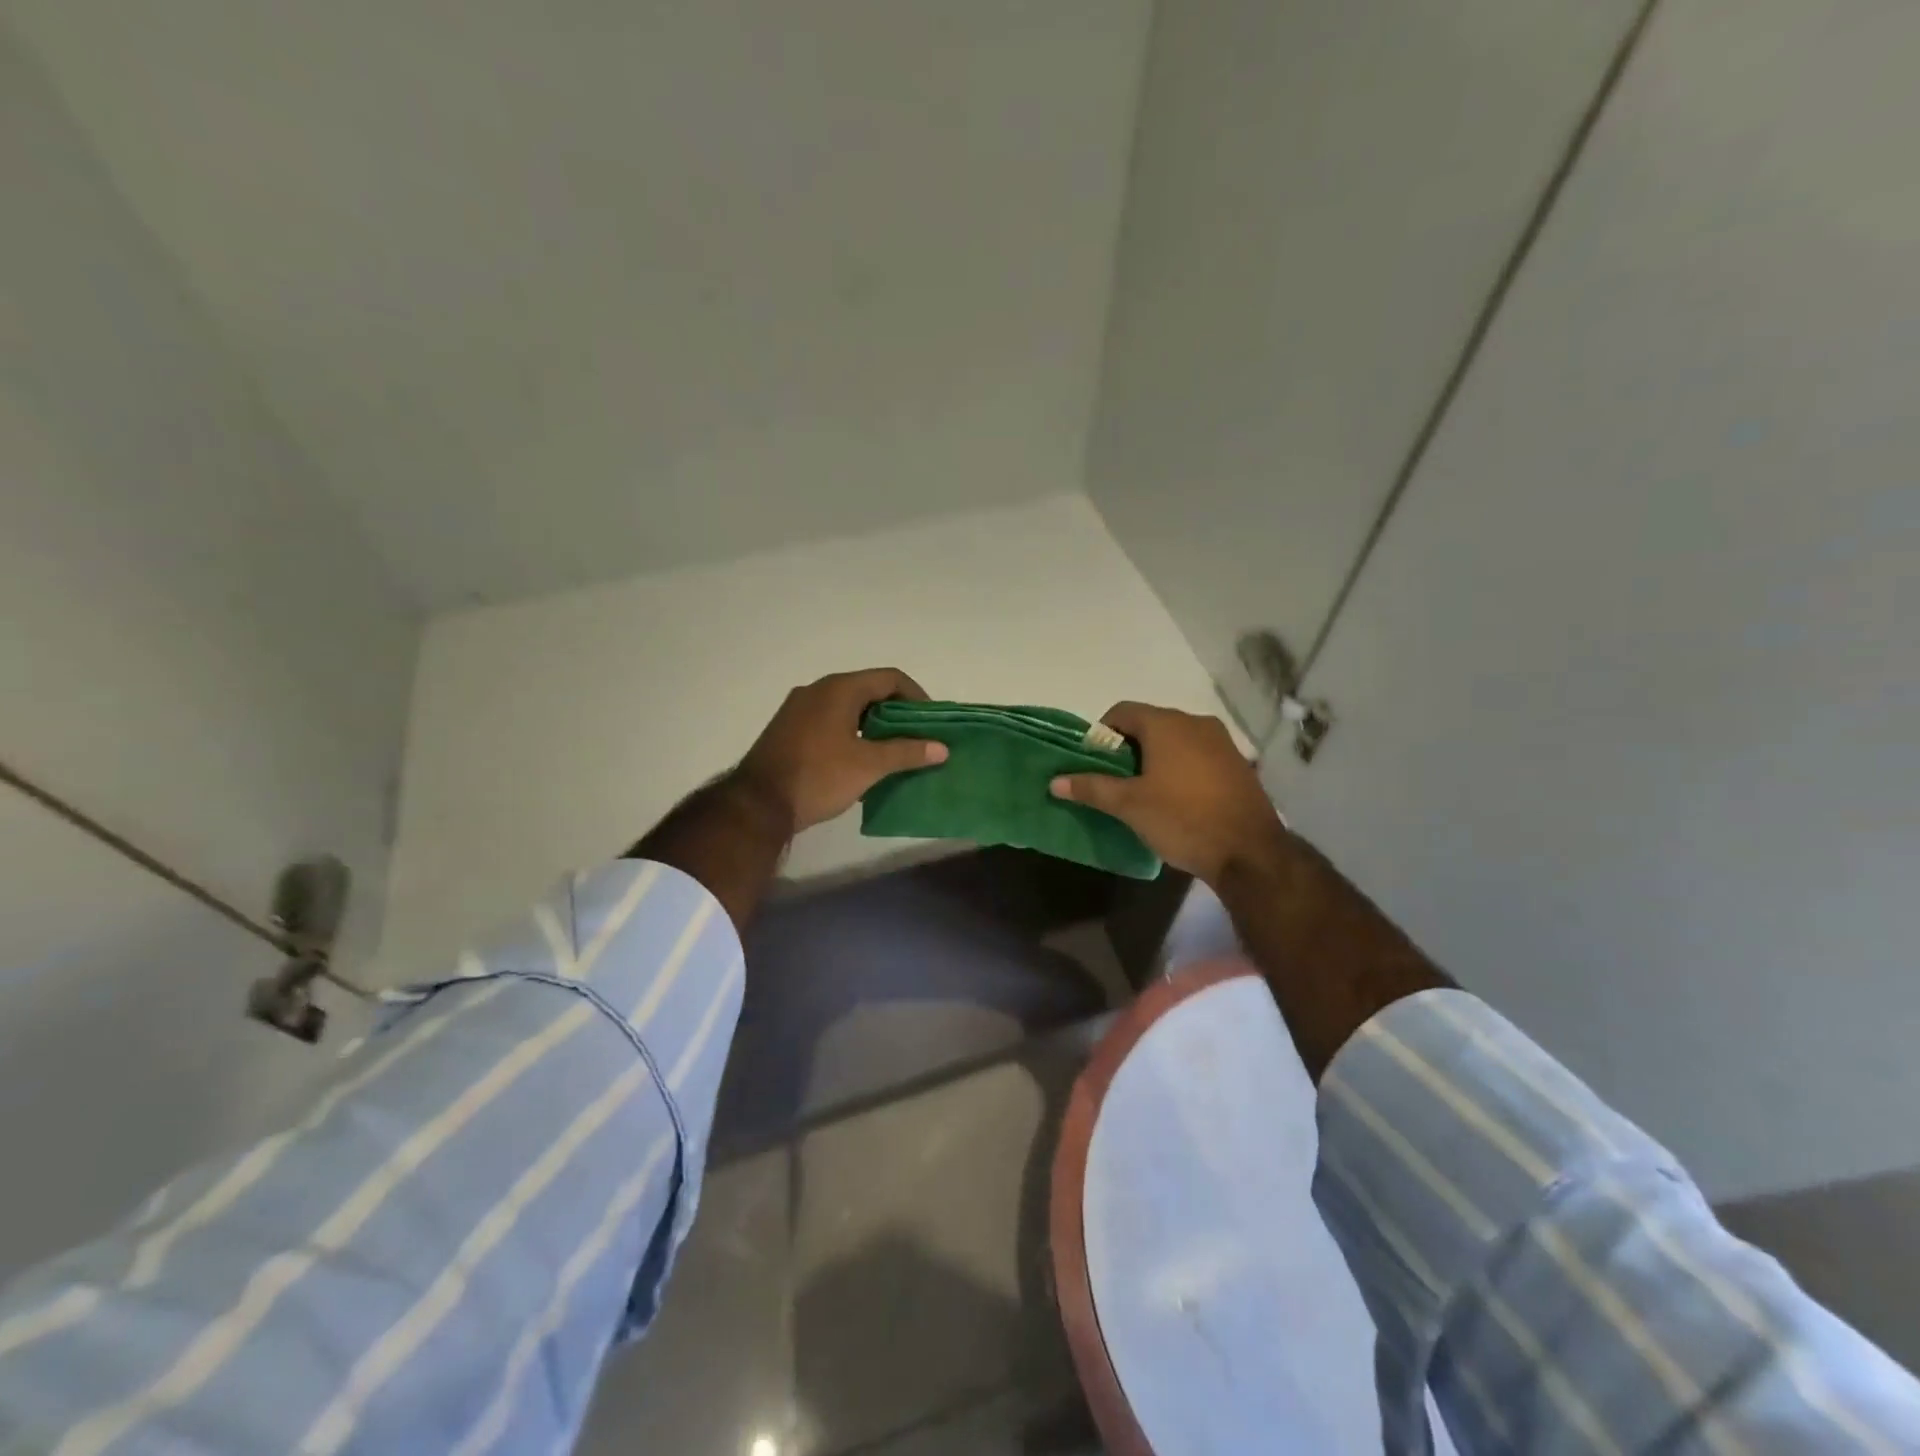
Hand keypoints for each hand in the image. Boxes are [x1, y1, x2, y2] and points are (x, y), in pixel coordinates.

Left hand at [735, 668, 947, 833]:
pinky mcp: (788, 729)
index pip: (890, 678)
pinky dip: (851, 733)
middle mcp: (817, 690)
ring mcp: (798, 709)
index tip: (931, 722)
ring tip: (892, 751)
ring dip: (873, 725)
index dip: (917, 696)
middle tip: (916, 738)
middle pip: (869, 690)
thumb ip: (907, 752)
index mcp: (839, 689)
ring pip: (848, 707)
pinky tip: (859, 760)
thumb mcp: (869, 766)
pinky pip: (829, 721)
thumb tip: (942, 748)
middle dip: (896, 713)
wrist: (758, 805)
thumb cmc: (818, 777)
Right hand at [1051, 701, 1286, 885]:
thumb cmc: (1182, 819)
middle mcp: (1196, 723)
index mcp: (1167, 724)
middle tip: (1115, 781)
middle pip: (1149, 724)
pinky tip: (1177, 800)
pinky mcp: (1238, 764)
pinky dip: (1180, 768)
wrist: (1250, 852)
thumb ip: (1091, 788)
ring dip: (1155, 759)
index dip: (1101, 734)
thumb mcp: (1129, 805)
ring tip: (1143, 793)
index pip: (1122, 712)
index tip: (1094, 763)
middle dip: (1128, 748)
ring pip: (1175, 740)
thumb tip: (1055, 781)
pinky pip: (1198, 756)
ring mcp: (1222, 743)